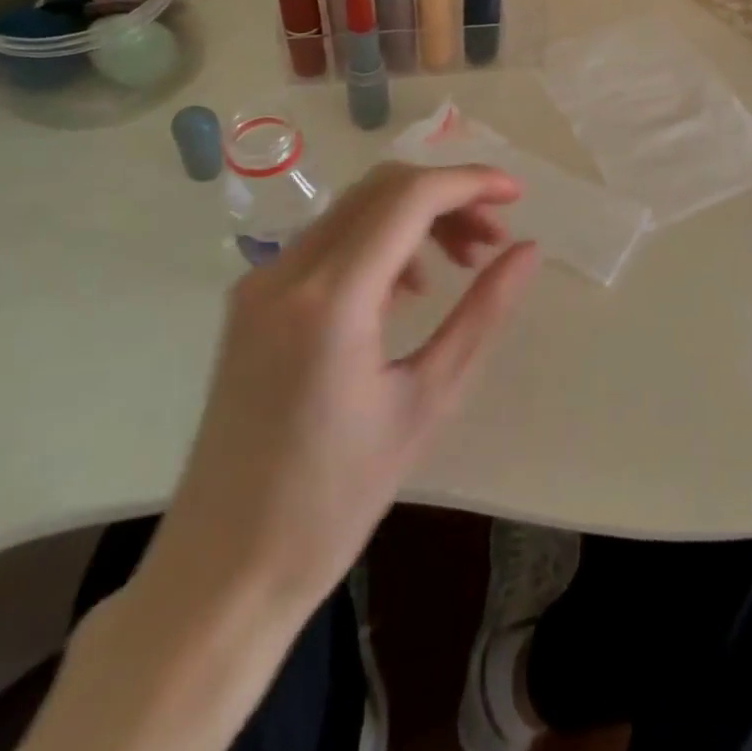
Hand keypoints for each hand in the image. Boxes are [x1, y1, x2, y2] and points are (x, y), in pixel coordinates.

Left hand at [140, 162, 537, 624]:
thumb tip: (527, 252)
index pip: (409, 198)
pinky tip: (409, 289)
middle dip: (447, 197)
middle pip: (381, 189)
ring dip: (416, 217)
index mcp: (331, 299)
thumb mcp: (428, 401)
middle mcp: (287, 272)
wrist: (224, 568)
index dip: (470, 182)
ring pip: (355, 208)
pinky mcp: (252, 300)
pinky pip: (329, 241)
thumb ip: (482, 315)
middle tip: (494, 239)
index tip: (517, 196)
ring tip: (462, 264)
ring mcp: (261, 282)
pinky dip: (380, 241)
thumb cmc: (336, 498)